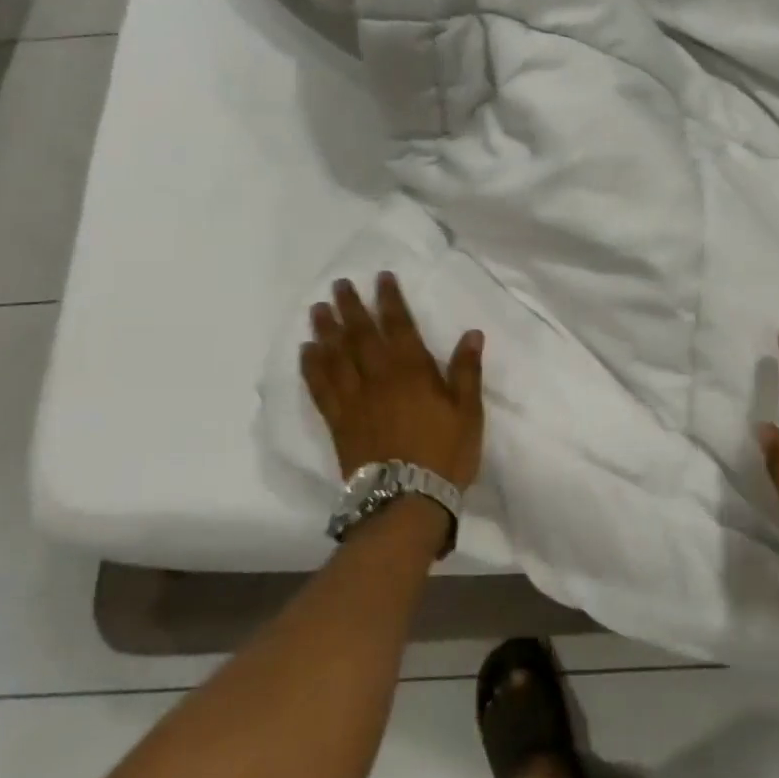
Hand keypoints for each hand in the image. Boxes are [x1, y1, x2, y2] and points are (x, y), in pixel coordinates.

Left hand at [300, 274, 485, 488]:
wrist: (406, 500)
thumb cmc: (445, 454)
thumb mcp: (468, 412)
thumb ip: (466, 371)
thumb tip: (472, 333)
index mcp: (412, 371)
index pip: (398, 326)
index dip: (390, 300)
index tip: (381, 277)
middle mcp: (378, 378)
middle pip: (360, 335)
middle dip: (350, 307)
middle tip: (339, 285)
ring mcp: (354, 400)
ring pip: (335, 356)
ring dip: (326, 330)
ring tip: (317, 309)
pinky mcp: (338, 422)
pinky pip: (320, 388)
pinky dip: (311, 367)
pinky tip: (306, 353)